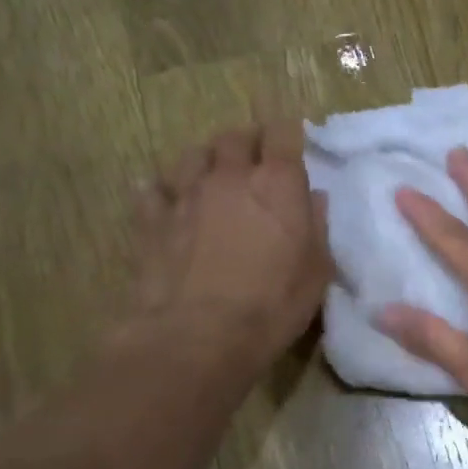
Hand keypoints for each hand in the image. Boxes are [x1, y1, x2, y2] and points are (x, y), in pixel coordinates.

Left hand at [121, 122, 331, 371]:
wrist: (198, 336)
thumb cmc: (272, 305)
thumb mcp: (316, 270)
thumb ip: (316, 226)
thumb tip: (313, 198)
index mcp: (276, 183)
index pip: (283, 134)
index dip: (289, 133)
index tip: (293, 141)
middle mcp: (229, 176)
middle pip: (235, 137)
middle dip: (247, 142)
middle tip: (255, 160)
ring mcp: (185, 195)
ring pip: (192, 155)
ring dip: (206, 159)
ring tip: (213, 175)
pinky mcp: (151, 220)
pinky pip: (152, 190)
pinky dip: (162, 190)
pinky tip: (167, 200)